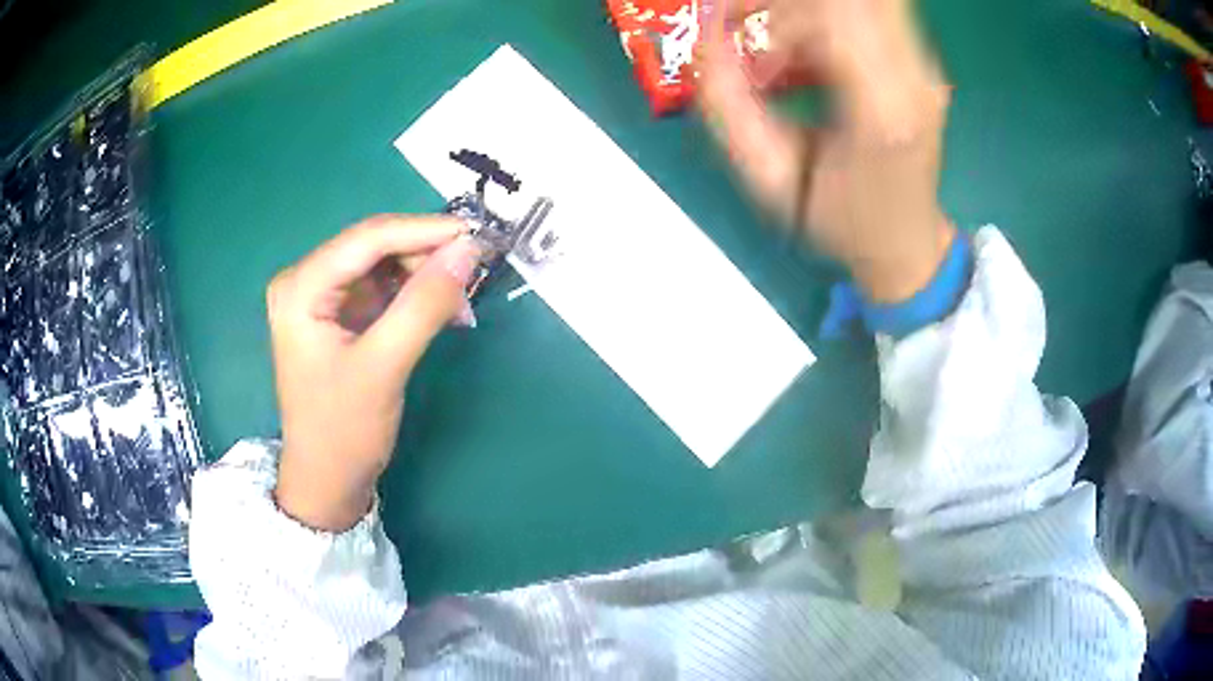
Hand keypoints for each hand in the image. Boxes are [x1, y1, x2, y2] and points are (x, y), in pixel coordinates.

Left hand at [267, 215, 477, 531]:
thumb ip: (424, 305)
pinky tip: (443, 313)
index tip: (475, 234)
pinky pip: (384, 288)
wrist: (327, 479)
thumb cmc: (343, 429)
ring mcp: (322, 297)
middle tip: (473, 276)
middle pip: (375, 247)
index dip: (423, 230)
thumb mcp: (384, 366)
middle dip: (426, 257)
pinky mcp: (339, 314)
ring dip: (425, 278)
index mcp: (300, 287)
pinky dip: (415, 296)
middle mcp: (306, 281)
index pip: (367, 239)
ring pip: (384, 265)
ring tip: (461, 306)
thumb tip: (468, 250)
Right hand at [699, 0, 954, 302]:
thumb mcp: (771, 179)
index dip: (768, 4)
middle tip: (744, 23)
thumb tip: (706, 36)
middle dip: (784, 2)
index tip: (726, 20)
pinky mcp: (920, 59)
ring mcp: (924, 64)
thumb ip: (728, 106)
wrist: (907, 243)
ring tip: (770, 50)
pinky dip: (819, 16)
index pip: (831, 11)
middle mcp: (914, 76)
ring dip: (799, 8)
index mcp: (883, 108)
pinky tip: (799, 53)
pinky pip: (866, 9)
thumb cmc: (841, 223)